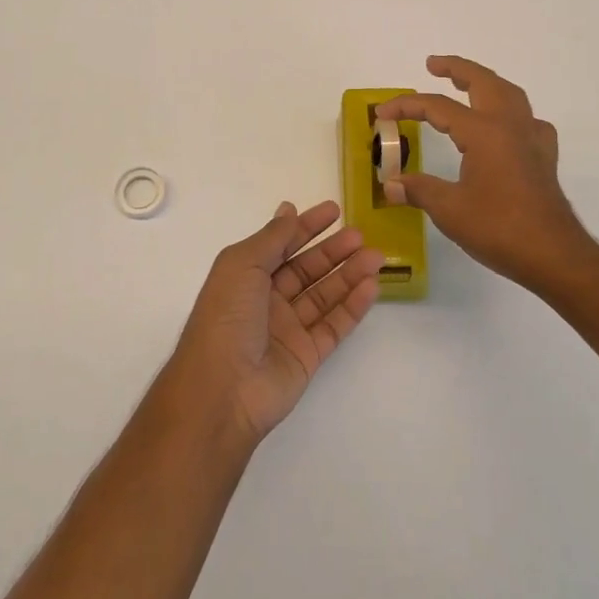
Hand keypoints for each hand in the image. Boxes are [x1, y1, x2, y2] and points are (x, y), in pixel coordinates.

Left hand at [166, 201, 384, 445]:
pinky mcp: (307, 355)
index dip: (307, 226)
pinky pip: (334, 325)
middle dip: (333, 251)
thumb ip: (273, 237)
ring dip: (349, 274)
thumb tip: (289, 208)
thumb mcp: (242, 265)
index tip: (334, 211)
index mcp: (246, 275)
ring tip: (376, 257)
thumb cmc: (226, 317)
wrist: (222, 390)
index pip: (282, 243)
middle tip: (361, 236)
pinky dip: (353, 306)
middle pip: (307, 269)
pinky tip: (371, 287)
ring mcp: (288, 328)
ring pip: (325, 295)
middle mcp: (267, 299)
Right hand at [378, 55, 597, 295]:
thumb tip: (391, 184)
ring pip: (509, 94)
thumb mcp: (449, 210)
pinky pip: (528, 120)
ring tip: (466, 84)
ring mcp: (532, 139)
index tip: (382, 113)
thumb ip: (419, 190)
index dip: (407, 106)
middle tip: (433, 64)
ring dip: (485, 82)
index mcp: (484, 131)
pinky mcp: (544, 157)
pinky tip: (505, 126)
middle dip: (456, 68)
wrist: (554, 255)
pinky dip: (511, 112)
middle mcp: (510, 125)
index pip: (438, 106)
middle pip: (483, 81)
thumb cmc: (499, 228)